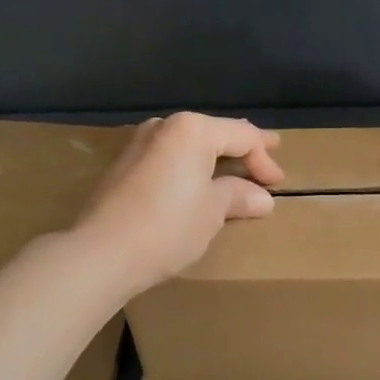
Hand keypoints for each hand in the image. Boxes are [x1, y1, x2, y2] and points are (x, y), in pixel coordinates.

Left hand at [73, 112, 284, 296]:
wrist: (101, 252)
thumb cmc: (167, 226)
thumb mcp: (212, 212)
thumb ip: (238, 196)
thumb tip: (262, 198)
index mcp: (192, 129)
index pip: (241, 135)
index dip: (264, 158)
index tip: (278, 182)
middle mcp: (165, 126)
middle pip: (213, 133)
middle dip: (241, 148)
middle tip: (267, 152)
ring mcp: (139, 143)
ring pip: (188, 144)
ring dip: (213, 157)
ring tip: (233, 166)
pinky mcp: (123, 165)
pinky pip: (168, 157)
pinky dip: (188, 166)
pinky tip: (196, 179)